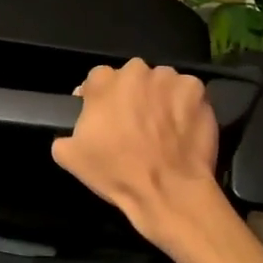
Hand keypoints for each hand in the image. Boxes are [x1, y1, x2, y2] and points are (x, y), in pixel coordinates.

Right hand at [51, 59, 225, 245]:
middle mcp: (136, 71)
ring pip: (161, 82)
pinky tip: (182, 128)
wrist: (168, 191)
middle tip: (134, 123)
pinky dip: (185, 105)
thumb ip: (65, 134)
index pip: (97, 79)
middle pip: (131, 77)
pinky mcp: (197, 90)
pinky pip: (187, 92)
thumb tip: (70, 132)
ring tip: (162, 127)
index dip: (99, 98)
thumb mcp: (70, 157)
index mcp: (103, 81)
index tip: (104, 117)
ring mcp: (169, 79)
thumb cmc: (116, 172)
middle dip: (131, 94)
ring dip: (159, 97)